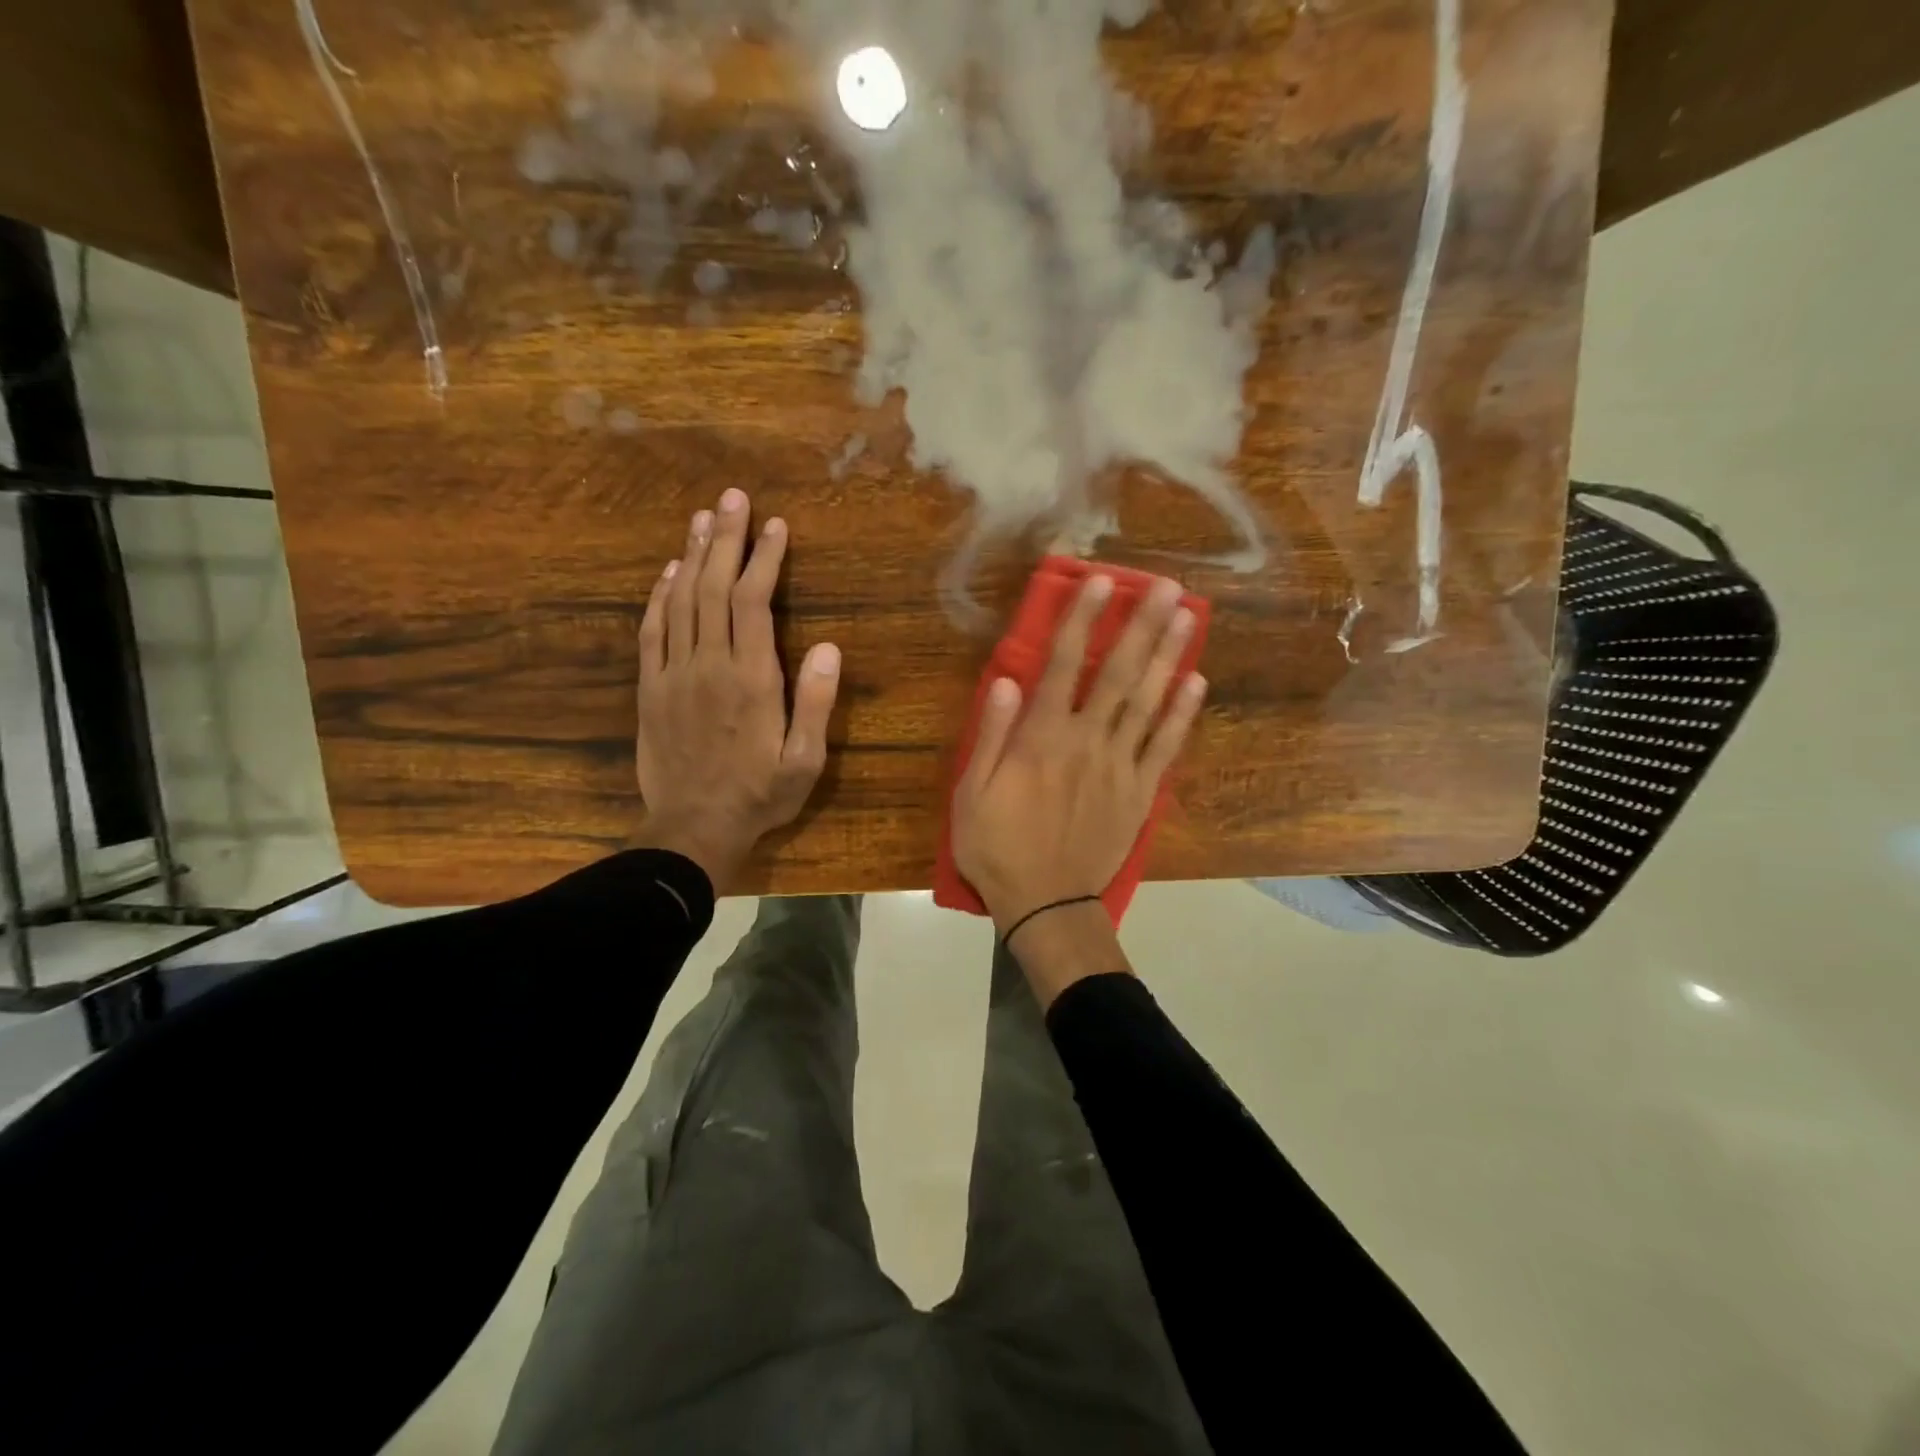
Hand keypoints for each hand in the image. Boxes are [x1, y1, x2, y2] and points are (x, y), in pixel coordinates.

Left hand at [633, 488, 840, 891]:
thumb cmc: (759, 796)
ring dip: (692, 555)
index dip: (764, 559)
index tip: (775, 525)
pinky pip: (652, 630)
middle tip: (733, 496)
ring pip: (681, 600)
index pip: (754, 602)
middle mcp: (710, 664)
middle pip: (714, 587)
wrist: (692, 829)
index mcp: (752, 679)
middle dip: (727, 538)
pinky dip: (659, 595)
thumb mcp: (804, 761)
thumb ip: (816, 703)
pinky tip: (669, 571)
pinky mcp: (650, 688)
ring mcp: (674, 674)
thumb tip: (829, 647)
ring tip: (703, 517)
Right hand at [950, 573, 1206, 939]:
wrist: (1047, 904)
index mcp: (1041, 739)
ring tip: (1189, 616)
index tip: (1101, 582)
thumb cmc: (997, 848)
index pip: (1064, 665)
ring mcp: (1119, 767)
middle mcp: (1086, 742)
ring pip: (1148, 702)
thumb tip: (1006, 679)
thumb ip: (990, 735)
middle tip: (1167, 586)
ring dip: (1169, 656)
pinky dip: (1182, 714)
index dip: (1082, 620)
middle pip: (1118, 674)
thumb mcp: (970, 794)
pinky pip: (1165, 746)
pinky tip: (1196, 682)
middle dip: (1142, 626)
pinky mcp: (1140, 793)